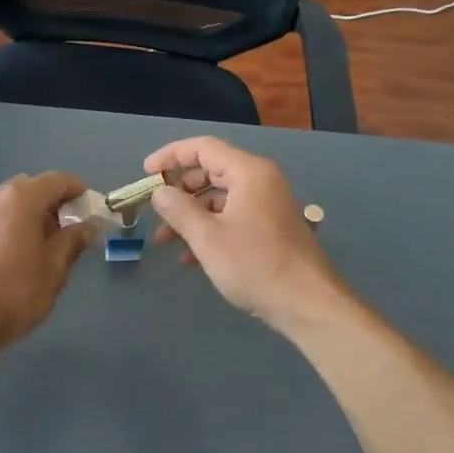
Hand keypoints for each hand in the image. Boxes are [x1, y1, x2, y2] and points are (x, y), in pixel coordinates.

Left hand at [0, 172, 94, 351]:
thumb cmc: (16, 291)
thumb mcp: (54, 268)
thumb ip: (72, 241)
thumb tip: (85, 227)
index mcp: (21, 198)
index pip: (57, 180)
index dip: (77, 190)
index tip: (91, 208)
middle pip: (32, 188)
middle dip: (54, 203)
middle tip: (71, 229)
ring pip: (13, 204)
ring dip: (33, 215)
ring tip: (47, 245)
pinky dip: (15, 225)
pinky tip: (21, 254)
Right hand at [145, 137, 349, 335]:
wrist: (307, 304)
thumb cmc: (255, 265)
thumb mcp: (208, 237)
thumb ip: (179, 210)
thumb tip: (159, 192)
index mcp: (249, 173)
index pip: (203, 148)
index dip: (171, 156)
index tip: (146, 173)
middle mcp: (260, 182)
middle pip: (210, 172)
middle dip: (178, 192)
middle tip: (155, 211)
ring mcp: (267, 206)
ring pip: (219, 199)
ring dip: (190, 216)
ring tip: (165, 242)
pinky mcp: (269, 229)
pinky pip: (231, 218)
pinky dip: (208, 230)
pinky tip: (190, 259)